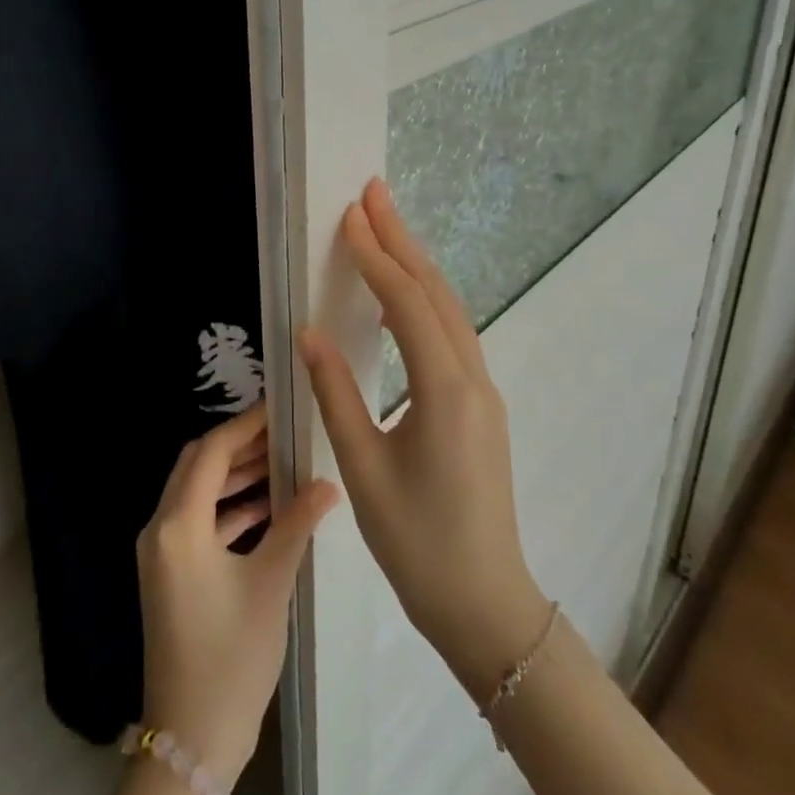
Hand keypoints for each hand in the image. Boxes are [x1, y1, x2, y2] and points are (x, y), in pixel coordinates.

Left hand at [136, 406, 338, 786]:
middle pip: (197, 465)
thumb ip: (296, 525)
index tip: (278, 409)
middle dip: (239, 446)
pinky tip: (267, 508)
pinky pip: (197, 521)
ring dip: (234, 476)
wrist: (191, 741)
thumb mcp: (270, 585)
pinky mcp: (169, 572)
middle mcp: (160, 528)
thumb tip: (328, 484)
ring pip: (197, 492)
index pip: (210, 452)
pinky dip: (228, 508)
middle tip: (283, 434)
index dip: (244, 426)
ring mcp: (161, 552)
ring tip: (282, 464)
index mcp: (178, 525)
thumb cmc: (231, 658)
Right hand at [297, 179, 553, 700]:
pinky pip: (453, 334)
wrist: (484, 602)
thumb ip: (335, 393)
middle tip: (374, 193)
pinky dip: (426, 299)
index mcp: (445, 391)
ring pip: (450, 310)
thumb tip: (309, 331)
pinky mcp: (480, 406)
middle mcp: (472, 379)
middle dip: (403, 239)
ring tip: (385, 228)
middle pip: (436, 292)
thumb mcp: (363, 469)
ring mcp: (484, 392)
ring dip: (416, 265)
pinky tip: (403, 296)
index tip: (351, 215)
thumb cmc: (416, 541)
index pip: (407, 304)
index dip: (377, 256)